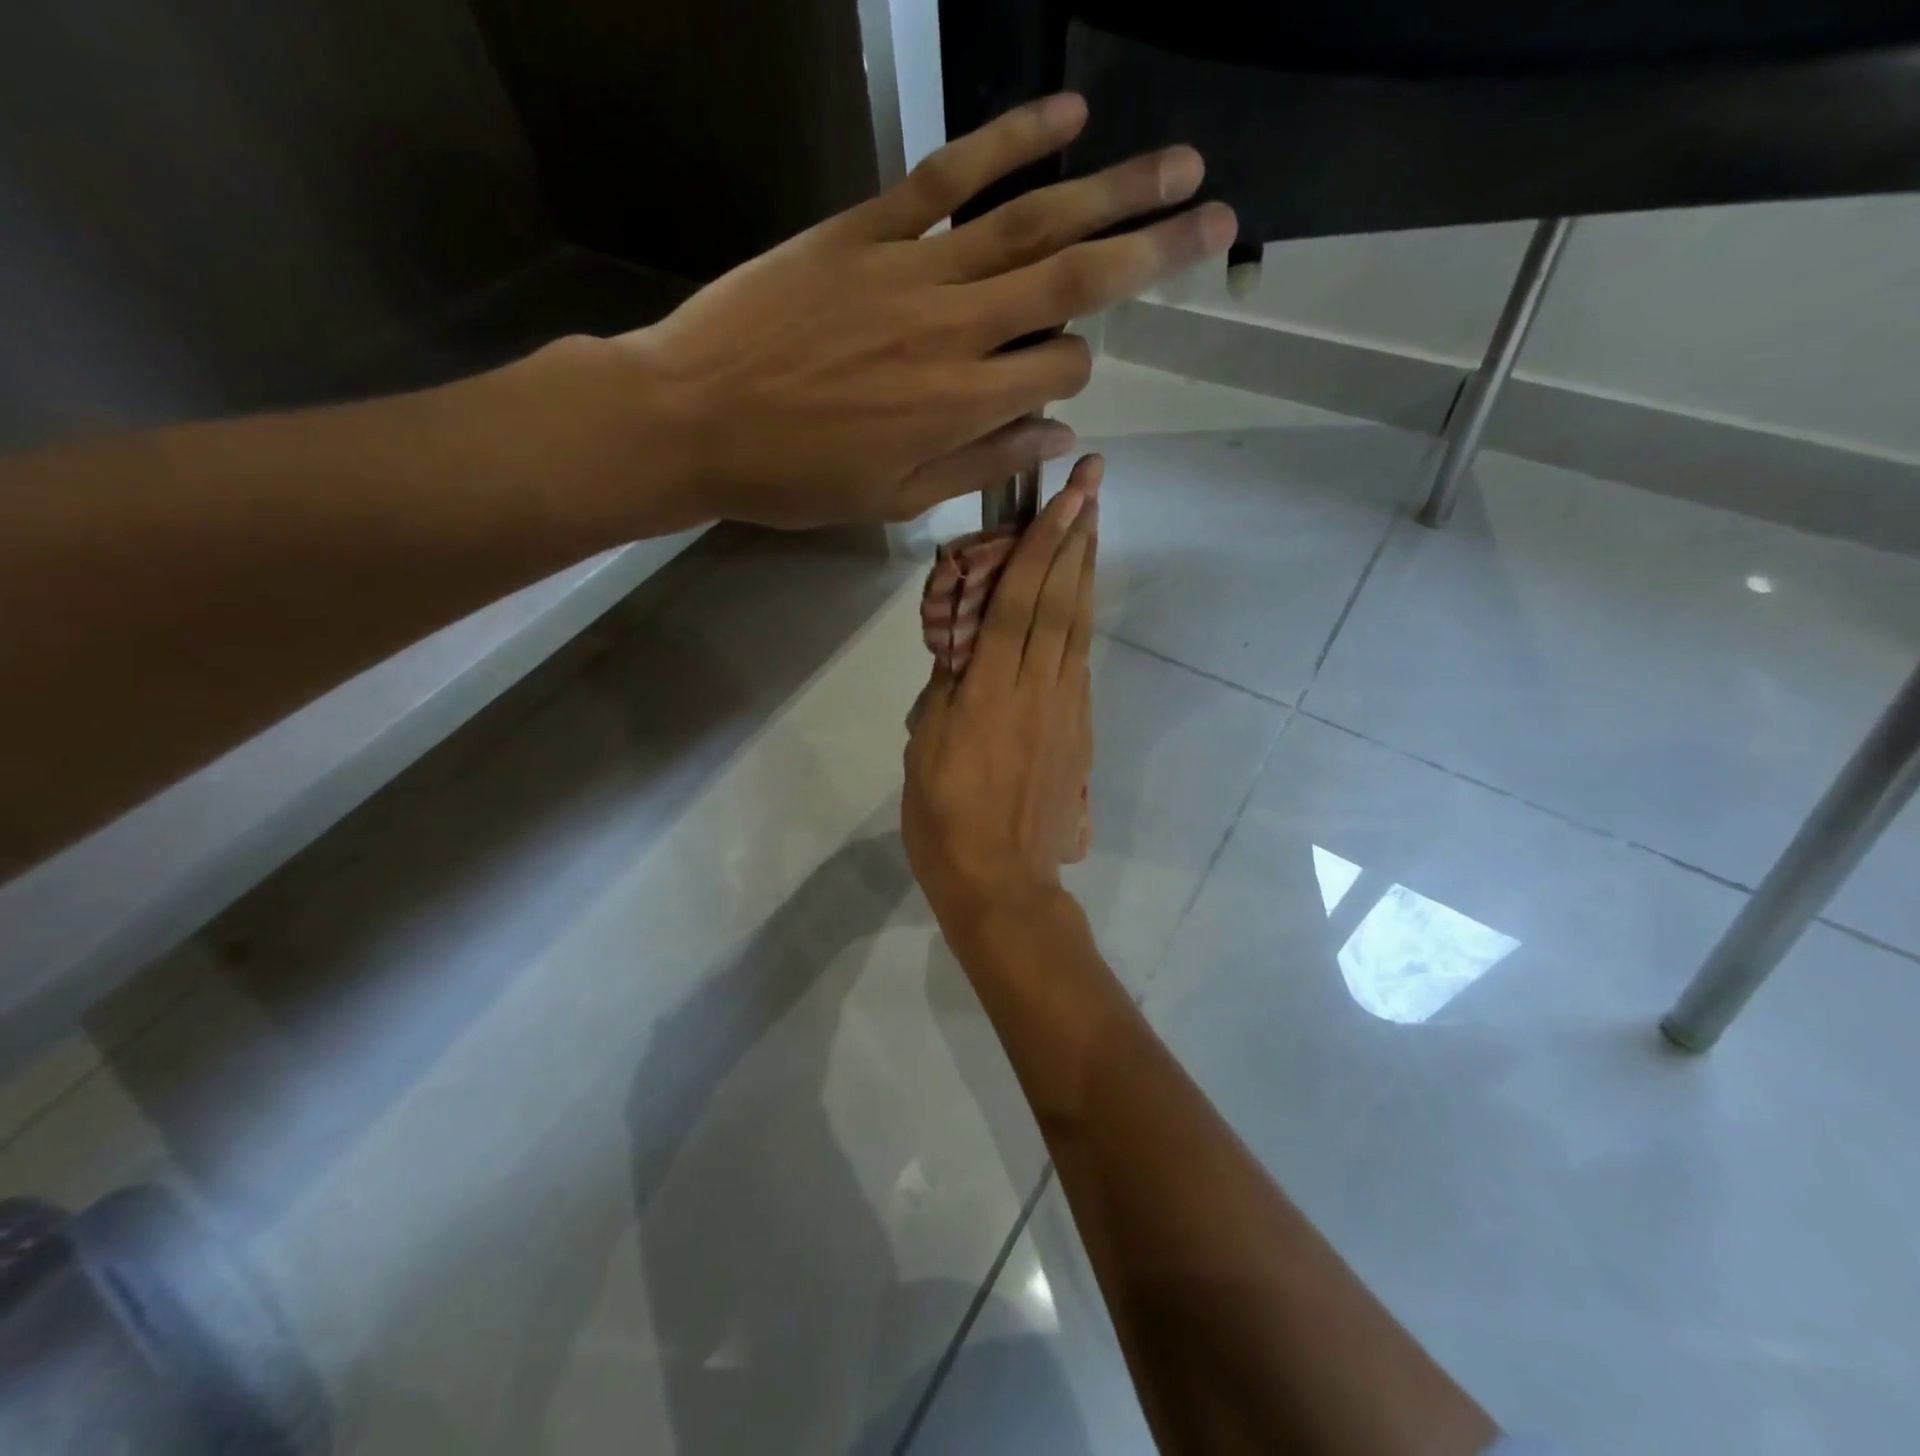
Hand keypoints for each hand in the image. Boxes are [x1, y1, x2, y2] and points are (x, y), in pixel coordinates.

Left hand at [615, 96, 1232, 528]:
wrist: (691, 418)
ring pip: (1029, 221)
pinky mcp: (864, 228)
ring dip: (1111, 190)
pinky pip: (947, 175)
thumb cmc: (795, 477)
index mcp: (962, 404)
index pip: (1061, 371)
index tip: (1053, 387)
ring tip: (1175, 165)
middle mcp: (955, 328)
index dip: (1073, 377)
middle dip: (1153, 252)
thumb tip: (1059, 437)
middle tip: (1217, 219)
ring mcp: (911, 267)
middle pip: (1074, 280)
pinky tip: (1063, 115)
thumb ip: (982, 464)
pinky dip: (1008, 139)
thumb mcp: (895, 499)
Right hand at [904, 456, 1100, 931]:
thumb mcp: (924, 749)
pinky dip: (1082, 617)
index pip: (1018, 601)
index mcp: (989, 692)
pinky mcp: (1078, 728)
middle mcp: (1035, 688)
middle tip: (1094, 482)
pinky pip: (1080, 659)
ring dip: (1086, 569)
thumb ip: (947, 691)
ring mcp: (1065, 707)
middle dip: (1078, 536)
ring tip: (1094, 521)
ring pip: (1078, 625)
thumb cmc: (945, 819)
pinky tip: (1082, 595)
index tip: (1064, 496)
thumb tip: (963, 652)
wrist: (1002, 882)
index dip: (1042, 545)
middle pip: (1060, 600)